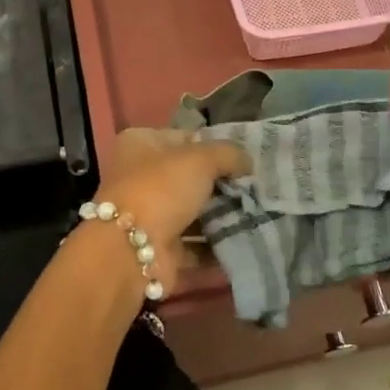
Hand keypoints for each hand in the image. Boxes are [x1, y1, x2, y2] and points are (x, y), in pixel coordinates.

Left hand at [100, 128, 250, 292]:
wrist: (132, 251)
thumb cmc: (161, 189)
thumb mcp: (201, 158)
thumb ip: (229, 154)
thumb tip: (247, 162)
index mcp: (140, 144)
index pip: (186, 138)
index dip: (215, 146)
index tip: (246, 159)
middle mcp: (140, 177)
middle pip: (190, 177)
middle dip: (222, 184)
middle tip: (256, 187)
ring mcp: (149, 214)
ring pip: (194, 211)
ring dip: (222, 215)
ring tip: (257, 213)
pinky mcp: (160, 248)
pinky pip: (195, 244)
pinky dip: (216, 244)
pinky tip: (245, 239)